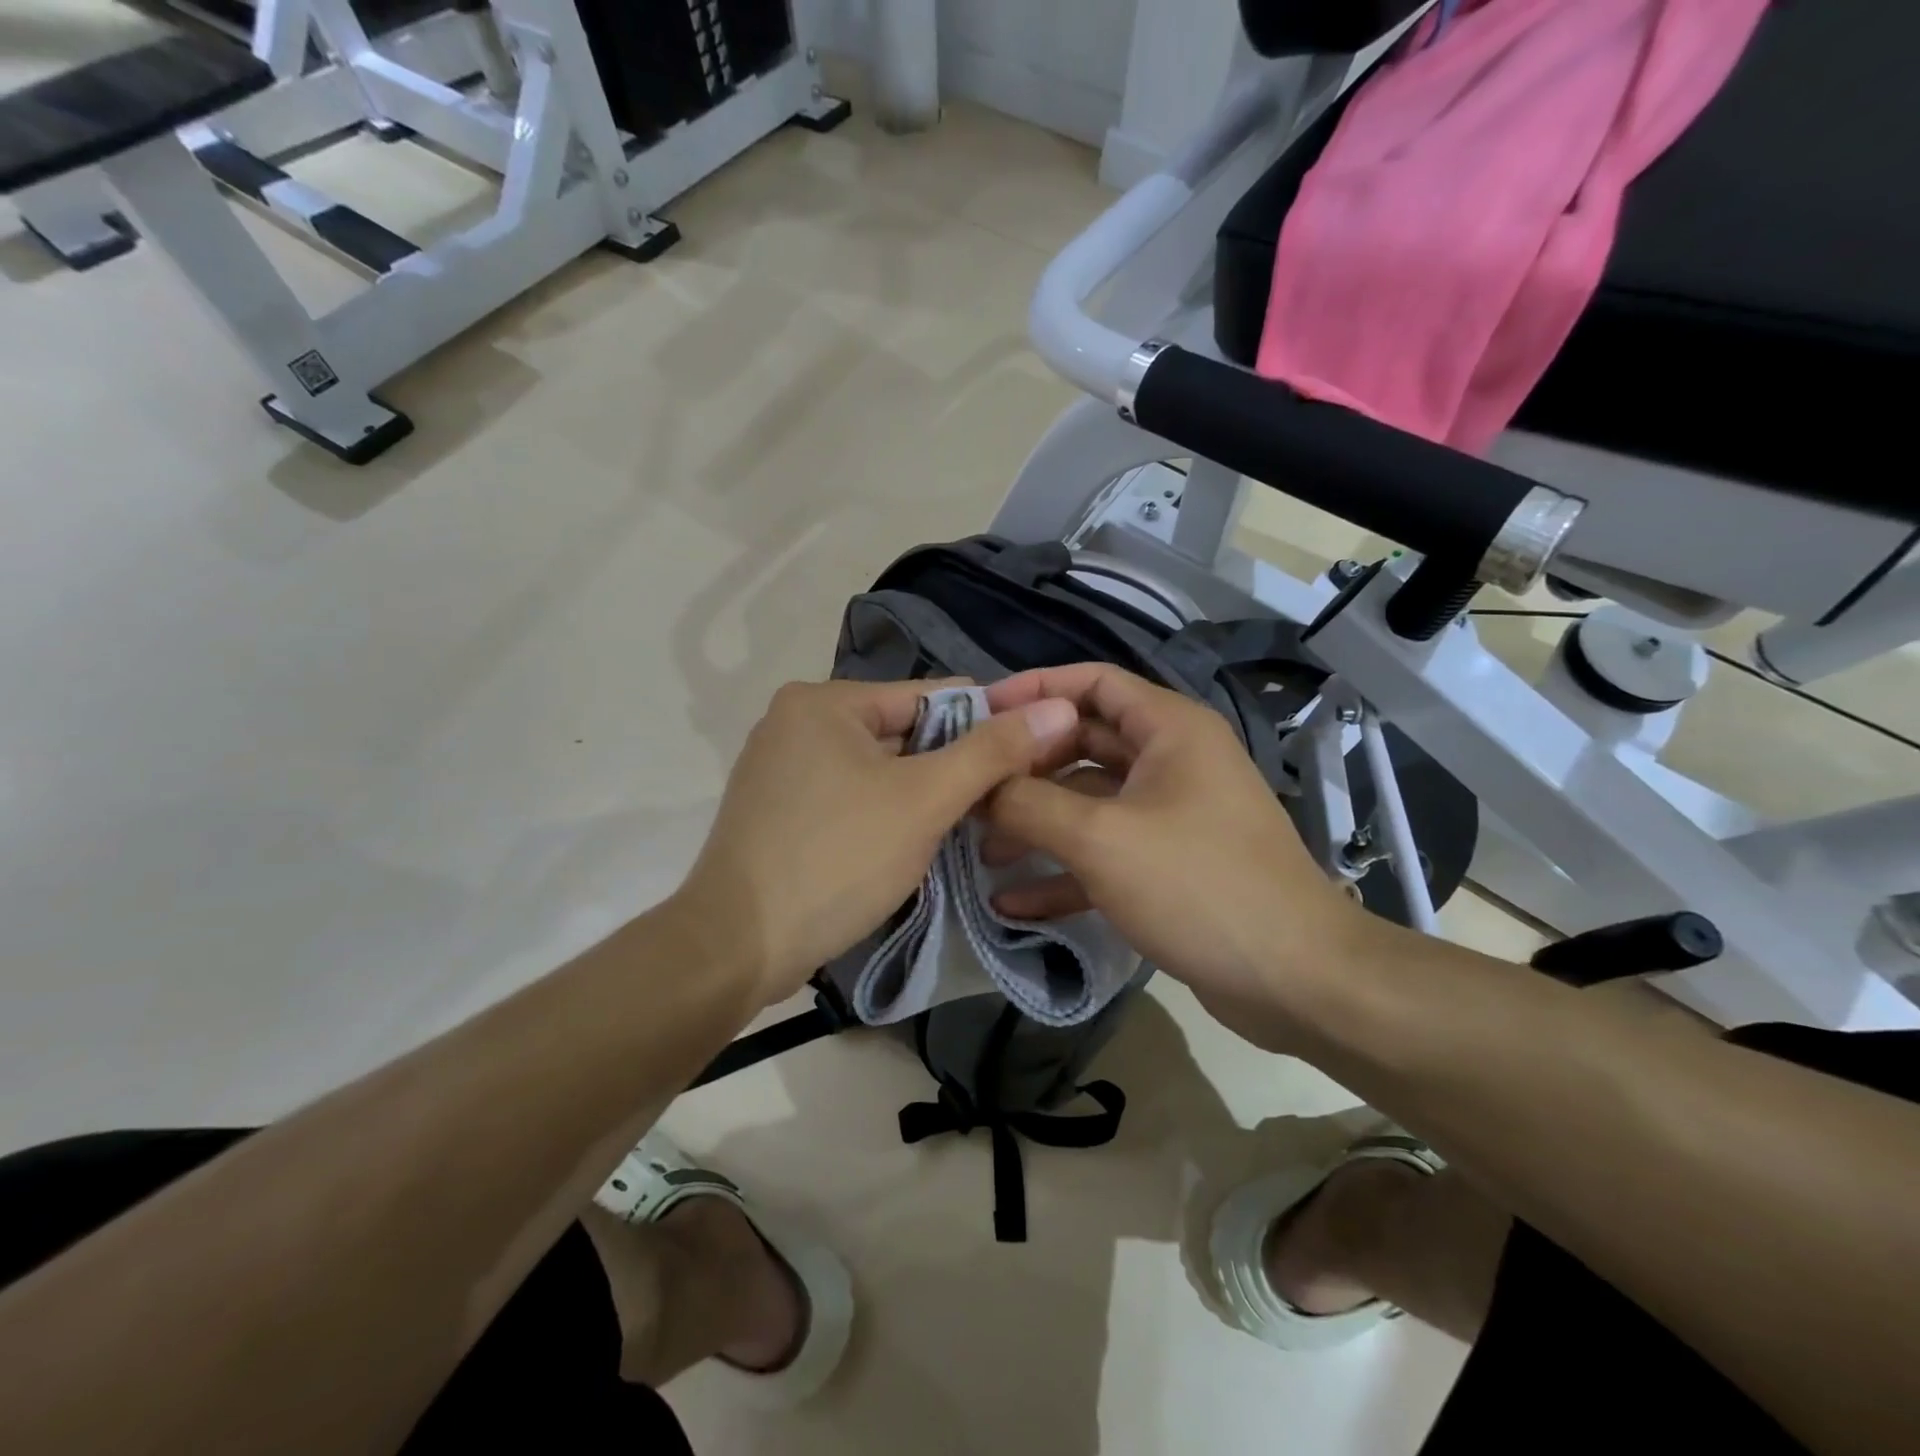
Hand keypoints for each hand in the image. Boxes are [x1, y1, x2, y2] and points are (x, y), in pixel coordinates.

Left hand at [673, 679, 1079, 1008]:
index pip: (929, 696)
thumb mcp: (924, 801)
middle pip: (902, 732)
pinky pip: (849, 796)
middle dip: (950, 767)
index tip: (1028, 762)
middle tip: (1001, 805)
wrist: (736, 947)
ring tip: (967, 828)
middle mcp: (797, 721)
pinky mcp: (778, 810)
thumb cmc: (836, 859)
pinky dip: (884, 813)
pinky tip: (912, 844)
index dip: (984, 726)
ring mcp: (781, 767)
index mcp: (825, 700)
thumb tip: (1057, 707)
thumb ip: (992, 751)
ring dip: (921, 795)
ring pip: (877, 769)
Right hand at [982, 664, 1372, 1049]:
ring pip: (1088, 802)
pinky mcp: (1168, 865)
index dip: (1033, 690)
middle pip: (1083, 743)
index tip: (977, 712)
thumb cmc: (1198, 886)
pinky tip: (1013, 901)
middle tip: (969, 787)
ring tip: (979, 850)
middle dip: (1025, 766)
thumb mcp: (1101, 838)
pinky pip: (1105, 852)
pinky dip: (1063, 870)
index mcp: (1169, 729)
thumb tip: (978, 785)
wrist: (1295, 980)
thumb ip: (1030, 803)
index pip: (1092, 682)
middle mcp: (1171, 760)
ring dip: (1037, 823)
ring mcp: (1170, 815)